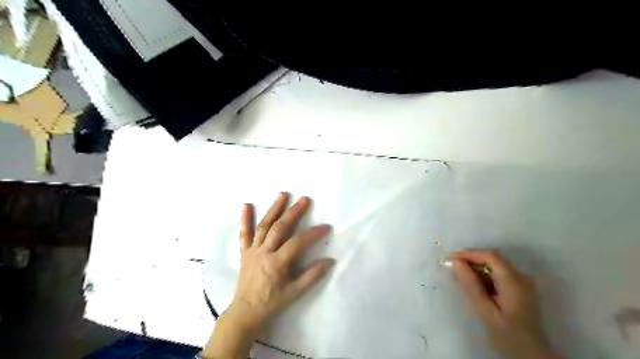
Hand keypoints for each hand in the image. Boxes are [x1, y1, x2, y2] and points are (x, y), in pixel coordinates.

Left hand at [229, 192, 332, 329]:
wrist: (245, 312)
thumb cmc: (271, 303)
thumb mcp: (294, 293)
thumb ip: (312, 276)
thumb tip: (329, 260)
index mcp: (276, 263)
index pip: (297, 243)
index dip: (312, 233)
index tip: (326, 226)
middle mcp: (263, 252)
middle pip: (279, 228)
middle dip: (293, 212)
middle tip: (305, 199)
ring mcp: (252, 250)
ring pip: (264, 226)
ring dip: (274, 209)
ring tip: (283, 194)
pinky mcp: (245, 252)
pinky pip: (244, 234)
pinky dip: (245, 219)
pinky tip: (246, 205)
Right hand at [452, 250, 557, 358]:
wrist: (531, 354)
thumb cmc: (506, 334)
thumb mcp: (484, 311)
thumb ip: (470, 285)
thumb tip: (456, 262)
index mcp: (514, 282)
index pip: (490, 256)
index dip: (470, 254)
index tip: (452, 258)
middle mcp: (522, 277)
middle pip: (493, 259)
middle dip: (472, 261)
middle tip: (454, 269)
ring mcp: (523, 282)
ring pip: (495, 266)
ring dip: (478, 269)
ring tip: (462, 278)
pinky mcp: (521, 288)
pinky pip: (500, 274)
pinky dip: (485, 276)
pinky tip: (476, 286)